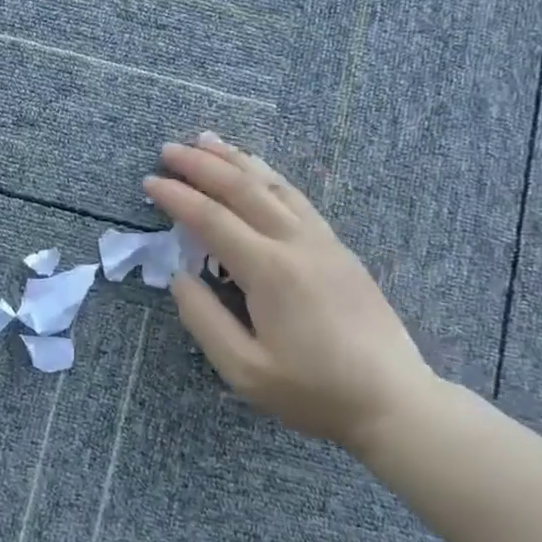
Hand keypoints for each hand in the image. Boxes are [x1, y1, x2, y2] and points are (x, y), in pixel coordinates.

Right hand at [144, 133, 438, 452]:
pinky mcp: (339, 249)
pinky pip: (297, 198)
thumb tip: (179, 277)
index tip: (148, 182)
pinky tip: (258, 170)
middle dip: (201, 165)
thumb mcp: (244, 370)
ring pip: (273, 185)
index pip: (212, 219)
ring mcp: (323, 241)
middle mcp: (296, 243)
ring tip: (207, 140)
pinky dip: (269, 176)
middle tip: (168, 148)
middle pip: (243, 188)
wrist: (393, 401)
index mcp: (269, 271)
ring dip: (236, 160)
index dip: (177, 198)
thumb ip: (204, 319)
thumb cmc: (313, 392)